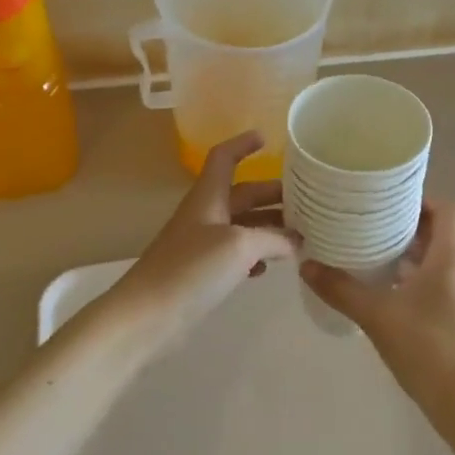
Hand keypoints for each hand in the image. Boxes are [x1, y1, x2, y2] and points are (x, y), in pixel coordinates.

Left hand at [112, 132, 298, 345]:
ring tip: (298, 235)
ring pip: (241, 225)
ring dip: (268, 226)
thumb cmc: (191, 268)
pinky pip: (234, 254)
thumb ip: (273, 239)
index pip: (224, 158)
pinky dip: (254, 254)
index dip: (243, 144)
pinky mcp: (201, 272)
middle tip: (307, 201)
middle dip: (272, 194)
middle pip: (242, 194)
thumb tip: (296, 241)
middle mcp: (205, 214)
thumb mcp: (240, 246)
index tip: (266, 138)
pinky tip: (269, 267)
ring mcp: (201, 244)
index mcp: (209, 197)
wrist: (147, 316)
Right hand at [300, 199, 454, 417]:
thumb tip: (306, 265)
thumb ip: (341, 288)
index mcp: (449, 257)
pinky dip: (410, 278)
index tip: (387, 201)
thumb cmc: (427, 347)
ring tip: (368, 251)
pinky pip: (433, 282)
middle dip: (404, 224)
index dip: (421, 199)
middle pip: (438, 231)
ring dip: (406, 252)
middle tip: (367, 222)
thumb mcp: (377, 315)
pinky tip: (381, 290)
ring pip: (434, 258)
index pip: (447, 208)